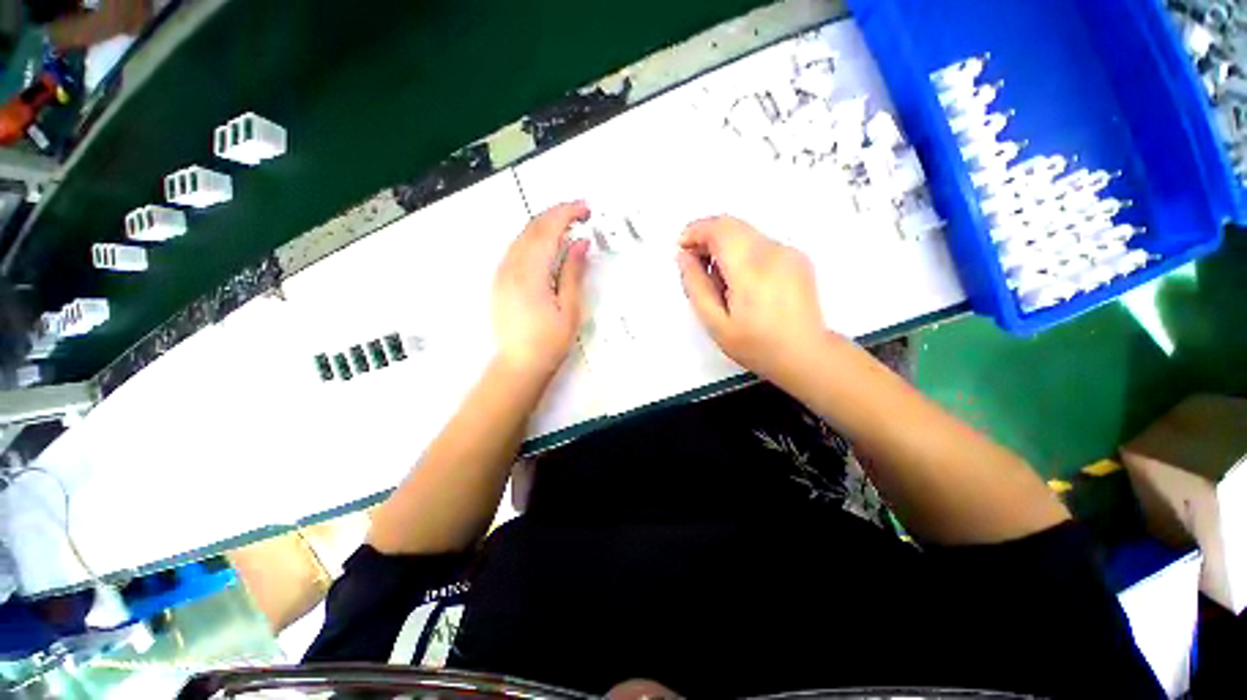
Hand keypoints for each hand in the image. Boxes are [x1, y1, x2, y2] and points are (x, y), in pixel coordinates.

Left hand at [492, 201, 591, 379]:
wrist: (519, 364)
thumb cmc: (549, 342)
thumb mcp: (569, 309)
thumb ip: (573, 273)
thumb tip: (580, 243)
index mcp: (529, 274)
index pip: (547, 231)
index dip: (566, 213)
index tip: (586, 209)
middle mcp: (511, 267)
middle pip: (532, 228)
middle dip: (556, 214)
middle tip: (580, 213)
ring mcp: (502, 273)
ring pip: (522, 236)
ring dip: (544, 224)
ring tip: (567, 225)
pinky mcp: (500, 280)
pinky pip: (516, 248)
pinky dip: (533, 238)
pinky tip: (547, 244)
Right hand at [677, 216, 828, 384]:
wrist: (806, 355)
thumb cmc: (756, 345)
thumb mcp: (715, 322)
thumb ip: (696, 286)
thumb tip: (684, 257)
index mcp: (750, 268)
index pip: (719, 228)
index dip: (695, 231)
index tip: (683, 249)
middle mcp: (773, 251)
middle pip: (732, 225)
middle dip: (707, 238)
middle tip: (697, 267)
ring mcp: (789, 252)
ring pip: (746, 233)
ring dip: (725, 247)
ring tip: (720, 282)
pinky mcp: (797, 258)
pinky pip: (761, 243)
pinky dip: (743, 253)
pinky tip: (742, 283)